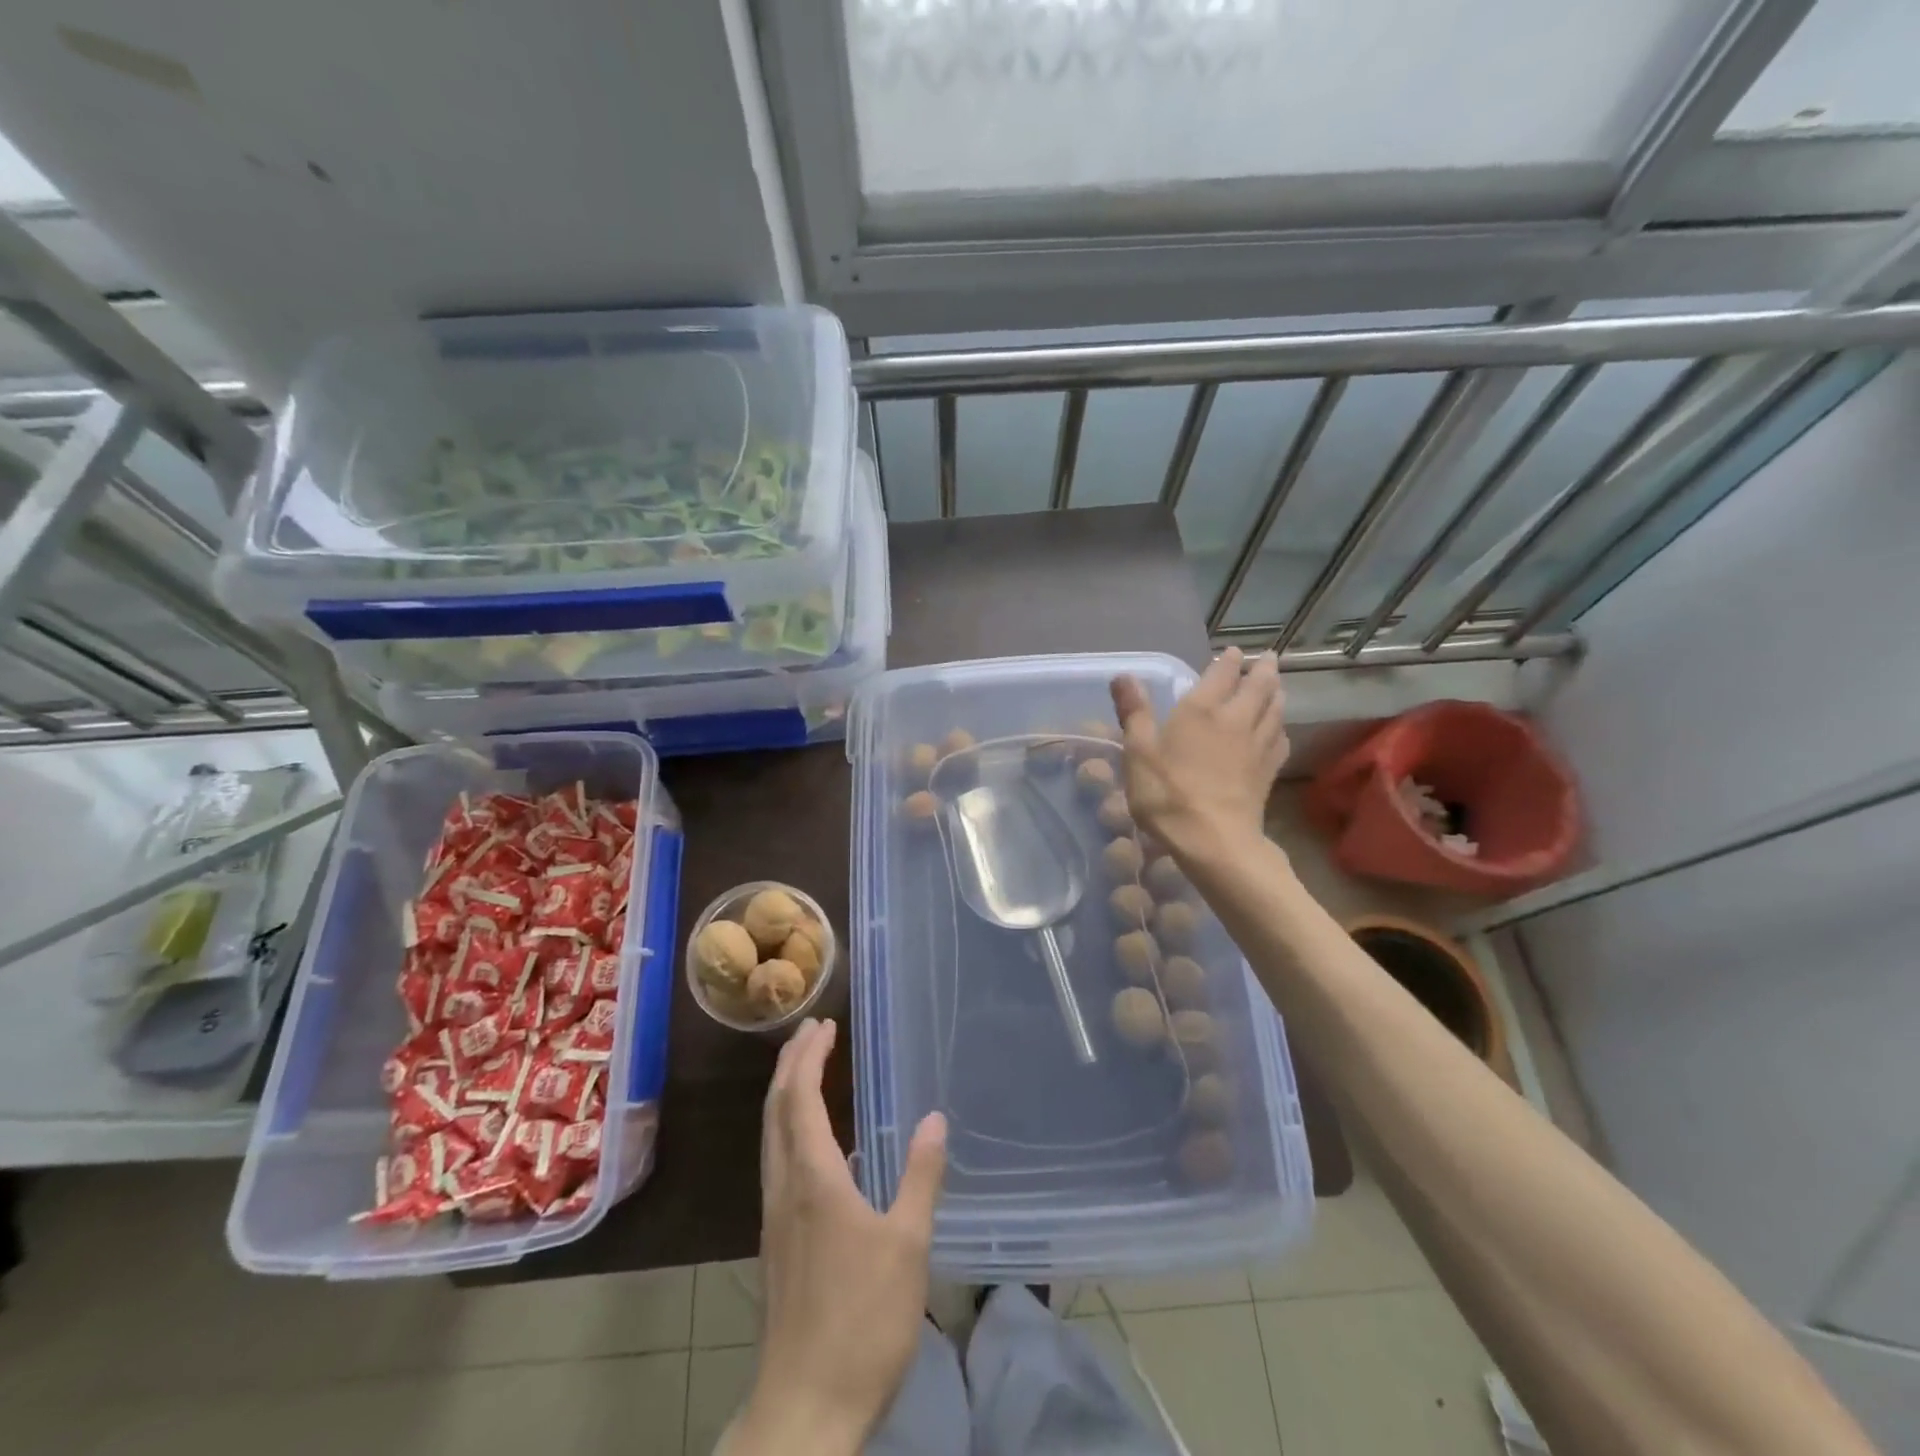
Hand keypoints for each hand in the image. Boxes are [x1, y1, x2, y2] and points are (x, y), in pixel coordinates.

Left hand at [732, 1019, 947, 1455]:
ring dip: (785, 1094)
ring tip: (806, 1070)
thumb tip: (934, 1118)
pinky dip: (787, 1127)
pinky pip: (776, 1162)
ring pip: (770, 1137)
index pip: (799, 1099)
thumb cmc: (862, 1321)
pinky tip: (810, 1143)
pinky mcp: (776, 1243)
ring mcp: (775, 1218)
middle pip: (775, 1110)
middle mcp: (784, 1188)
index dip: (808, 1057)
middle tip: (811, 1031)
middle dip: (790, 1064)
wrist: (803, 1409)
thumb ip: (920, 1176)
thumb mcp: (907, 1246)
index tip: (824, 1025)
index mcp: (812, 1179)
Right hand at [1110, 646, 1287, 859]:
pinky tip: (1277, 732)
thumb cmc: (1168, 793)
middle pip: (1258, 687)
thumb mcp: (1138, 752)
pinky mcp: (1267, 772)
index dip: (1227, 660)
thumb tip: (1124, 676)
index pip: (1221, 674)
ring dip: (1276, 693)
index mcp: (1201, 710)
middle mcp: (1235, 720)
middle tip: (1267, 658)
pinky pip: (1280, 741)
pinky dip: (1279, 729)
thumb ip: (1134, 712)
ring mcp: (1257, 746)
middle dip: (1262, 669)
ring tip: (1276, 686)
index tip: (1232, 651)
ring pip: (1275, 710)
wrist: (1213, 839)